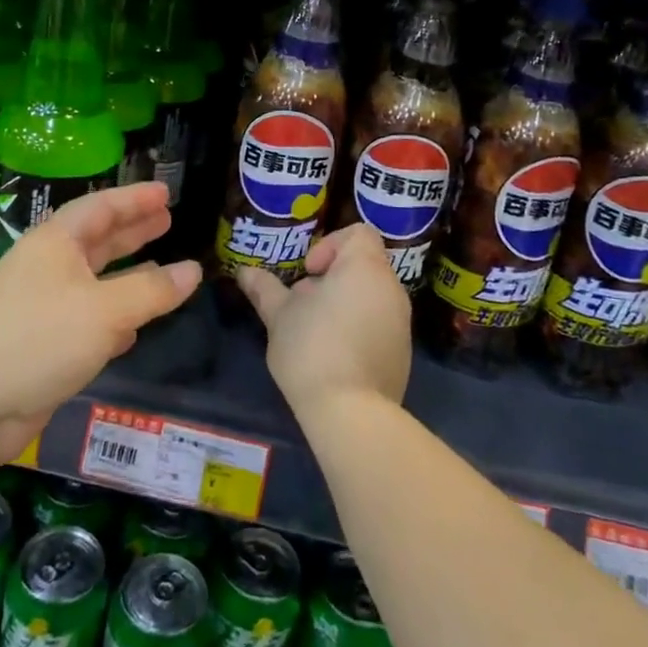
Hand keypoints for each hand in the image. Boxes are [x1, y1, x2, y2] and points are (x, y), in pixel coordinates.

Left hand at [0, 182, 200, 462]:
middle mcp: (48, 268)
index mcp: (56, 244)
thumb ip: (151, 291)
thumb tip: (193, 271)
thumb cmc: (37, 339)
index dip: (135, 198)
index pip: (101, 208)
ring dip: (127, 273)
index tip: (167, 191)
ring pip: (94, 280)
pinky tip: (134, 327)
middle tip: (168, 219)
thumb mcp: (104, 311)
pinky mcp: (42, 344)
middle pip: (98, 239)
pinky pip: (87, 318)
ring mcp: (43, 306)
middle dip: (133, 229)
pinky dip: (113, 316)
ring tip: (161, 266)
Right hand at [236, 224, 410, 426]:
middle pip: (362, 265)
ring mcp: (402, 322)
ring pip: (370, 296)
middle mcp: (391, 288)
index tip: (308, 272)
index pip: (358, 232)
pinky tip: (335, 356)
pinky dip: (359, 328)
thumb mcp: (279, 316)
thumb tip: (244, 272)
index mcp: (365, 268)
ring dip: (343, 303)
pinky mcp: (403, 352)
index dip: (330, 244)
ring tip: (315, 331)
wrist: (352, 413)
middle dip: (331, 278)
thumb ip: (264, 288)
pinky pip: (380, 324)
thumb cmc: (312, 349)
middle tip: (303, 304)